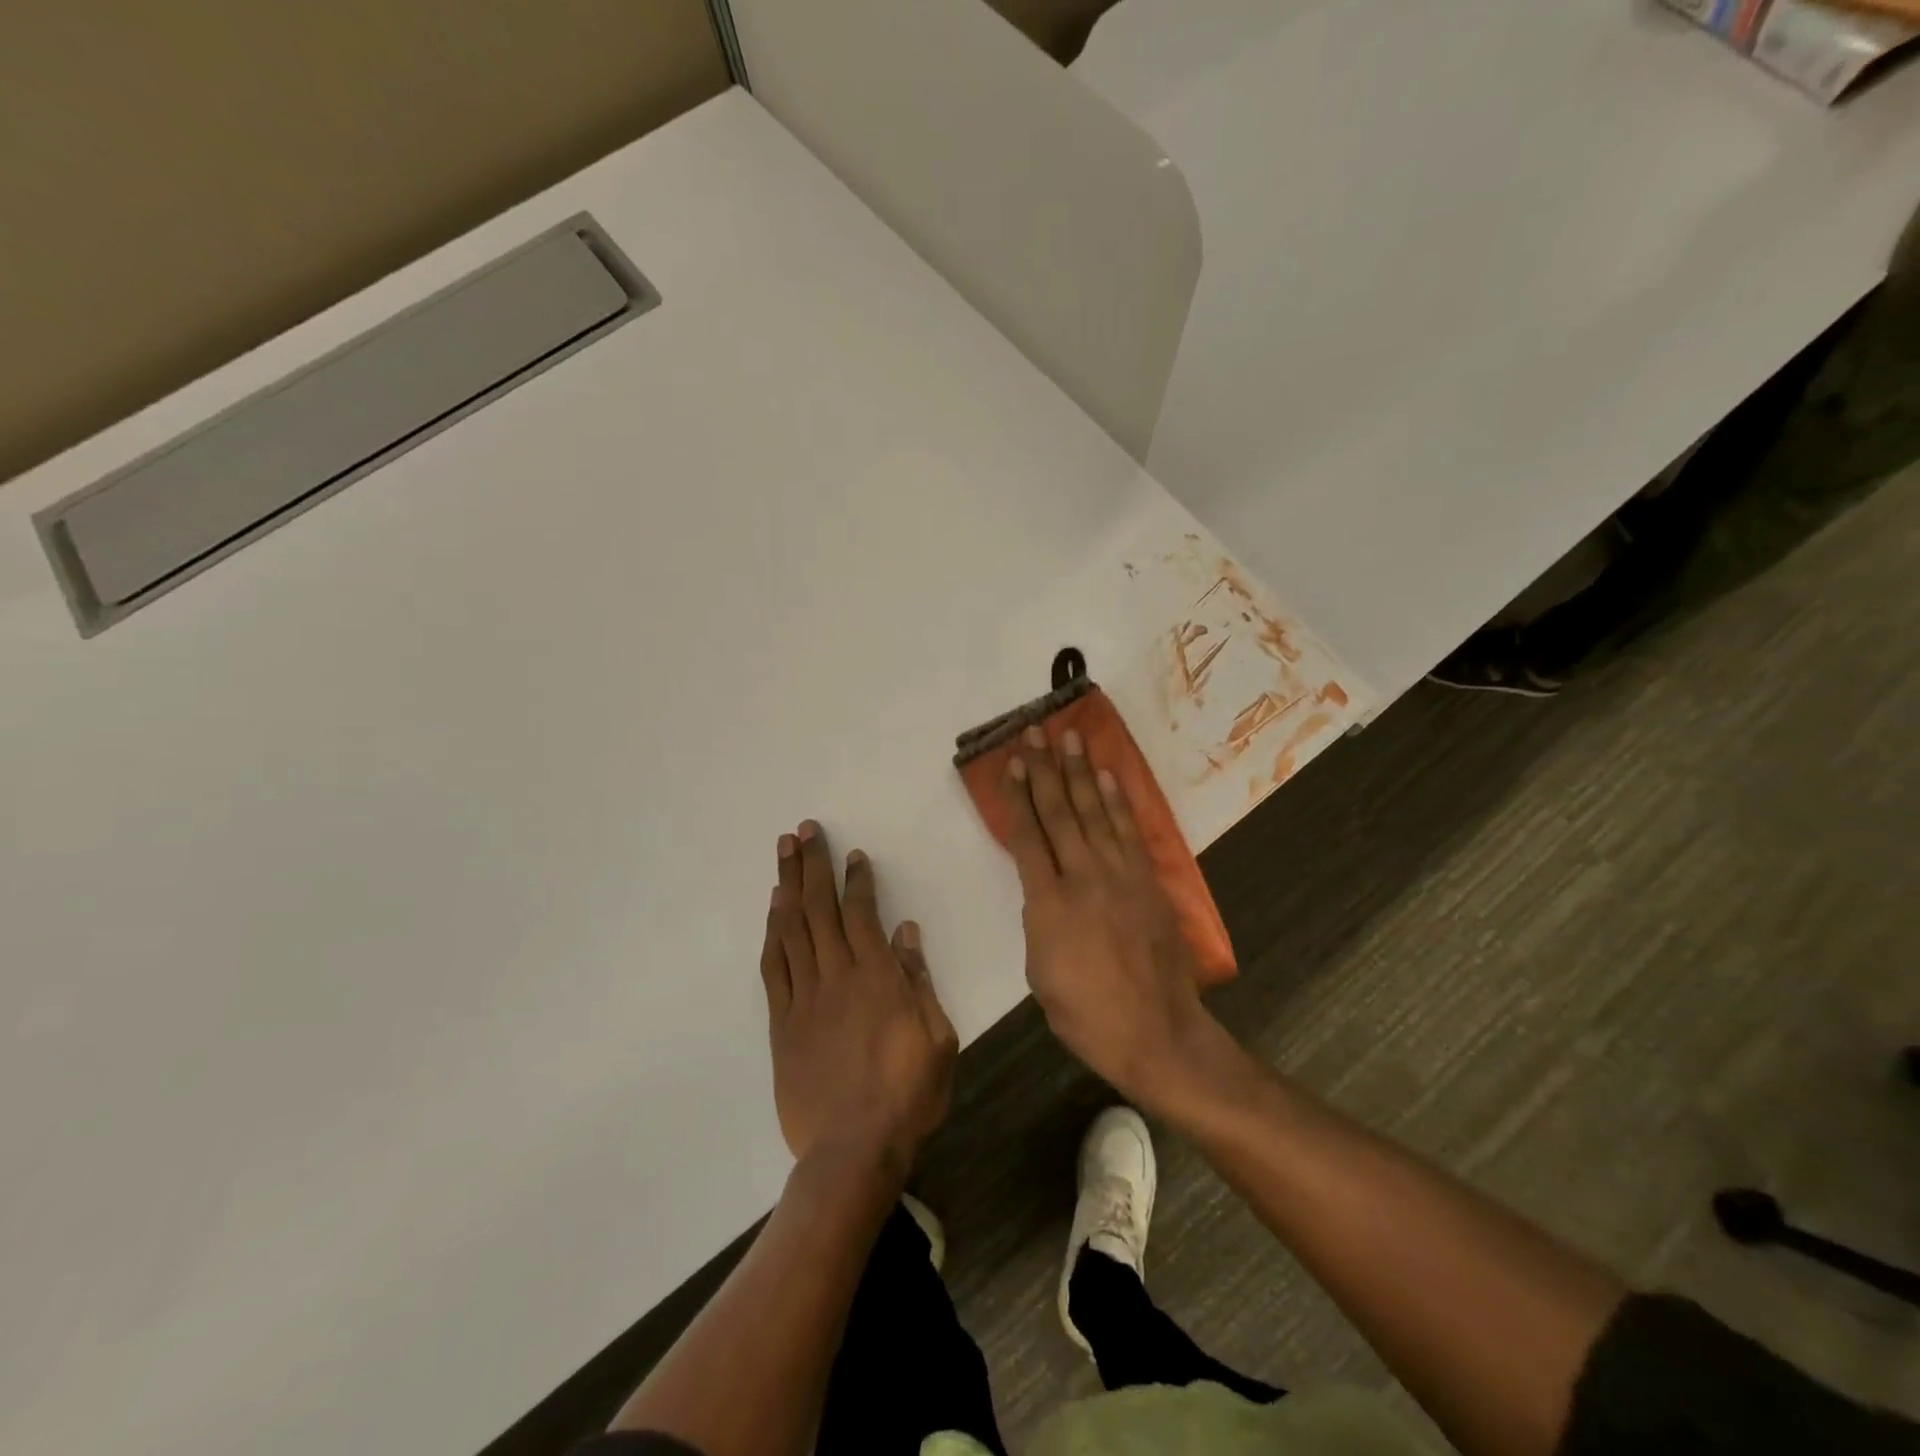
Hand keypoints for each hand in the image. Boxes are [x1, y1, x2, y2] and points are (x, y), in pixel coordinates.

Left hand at [760, 821, 958, 1175]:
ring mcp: (805, 998)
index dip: (856, 880)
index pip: (863, 913)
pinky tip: (773, 910)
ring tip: (783, 852)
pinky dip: (773, 933)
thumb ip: (919, 981)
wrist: (853, 1149)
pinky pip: (774, 967)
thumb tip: (906, 932)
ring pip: (792, 929)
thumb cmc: (908, 1094)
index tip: (852, 854)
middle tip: (804, 830)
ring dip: (787, 886)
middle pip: (820, 909)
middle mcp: (837, 976)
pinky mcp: (782, 1022)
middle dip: (812, 865)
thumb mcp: (937, 1037)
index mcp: (877, 977)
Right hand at [1002, 727, 1222, 1107]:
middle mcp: (1083, 877)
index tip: (1012, 765)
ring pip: (1095, 812)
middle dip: (1045, 770)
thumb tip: (1044, 891)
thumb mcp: (1040, 972)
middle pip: (1060, 812)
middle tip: (1035, 733)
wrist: (1156, 1033)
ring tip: (1070, 738)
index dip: (1018, 797)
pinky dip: (1117, 800)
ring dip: (1080, 772)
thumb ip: (1038, 921)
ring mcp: (1120, 875)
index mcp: (1048, 904)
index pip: (1028, 837)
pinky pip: (1129, 831)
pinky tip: (1107, 777)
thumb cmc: (1086, 1014)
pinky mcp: (1148, 881)